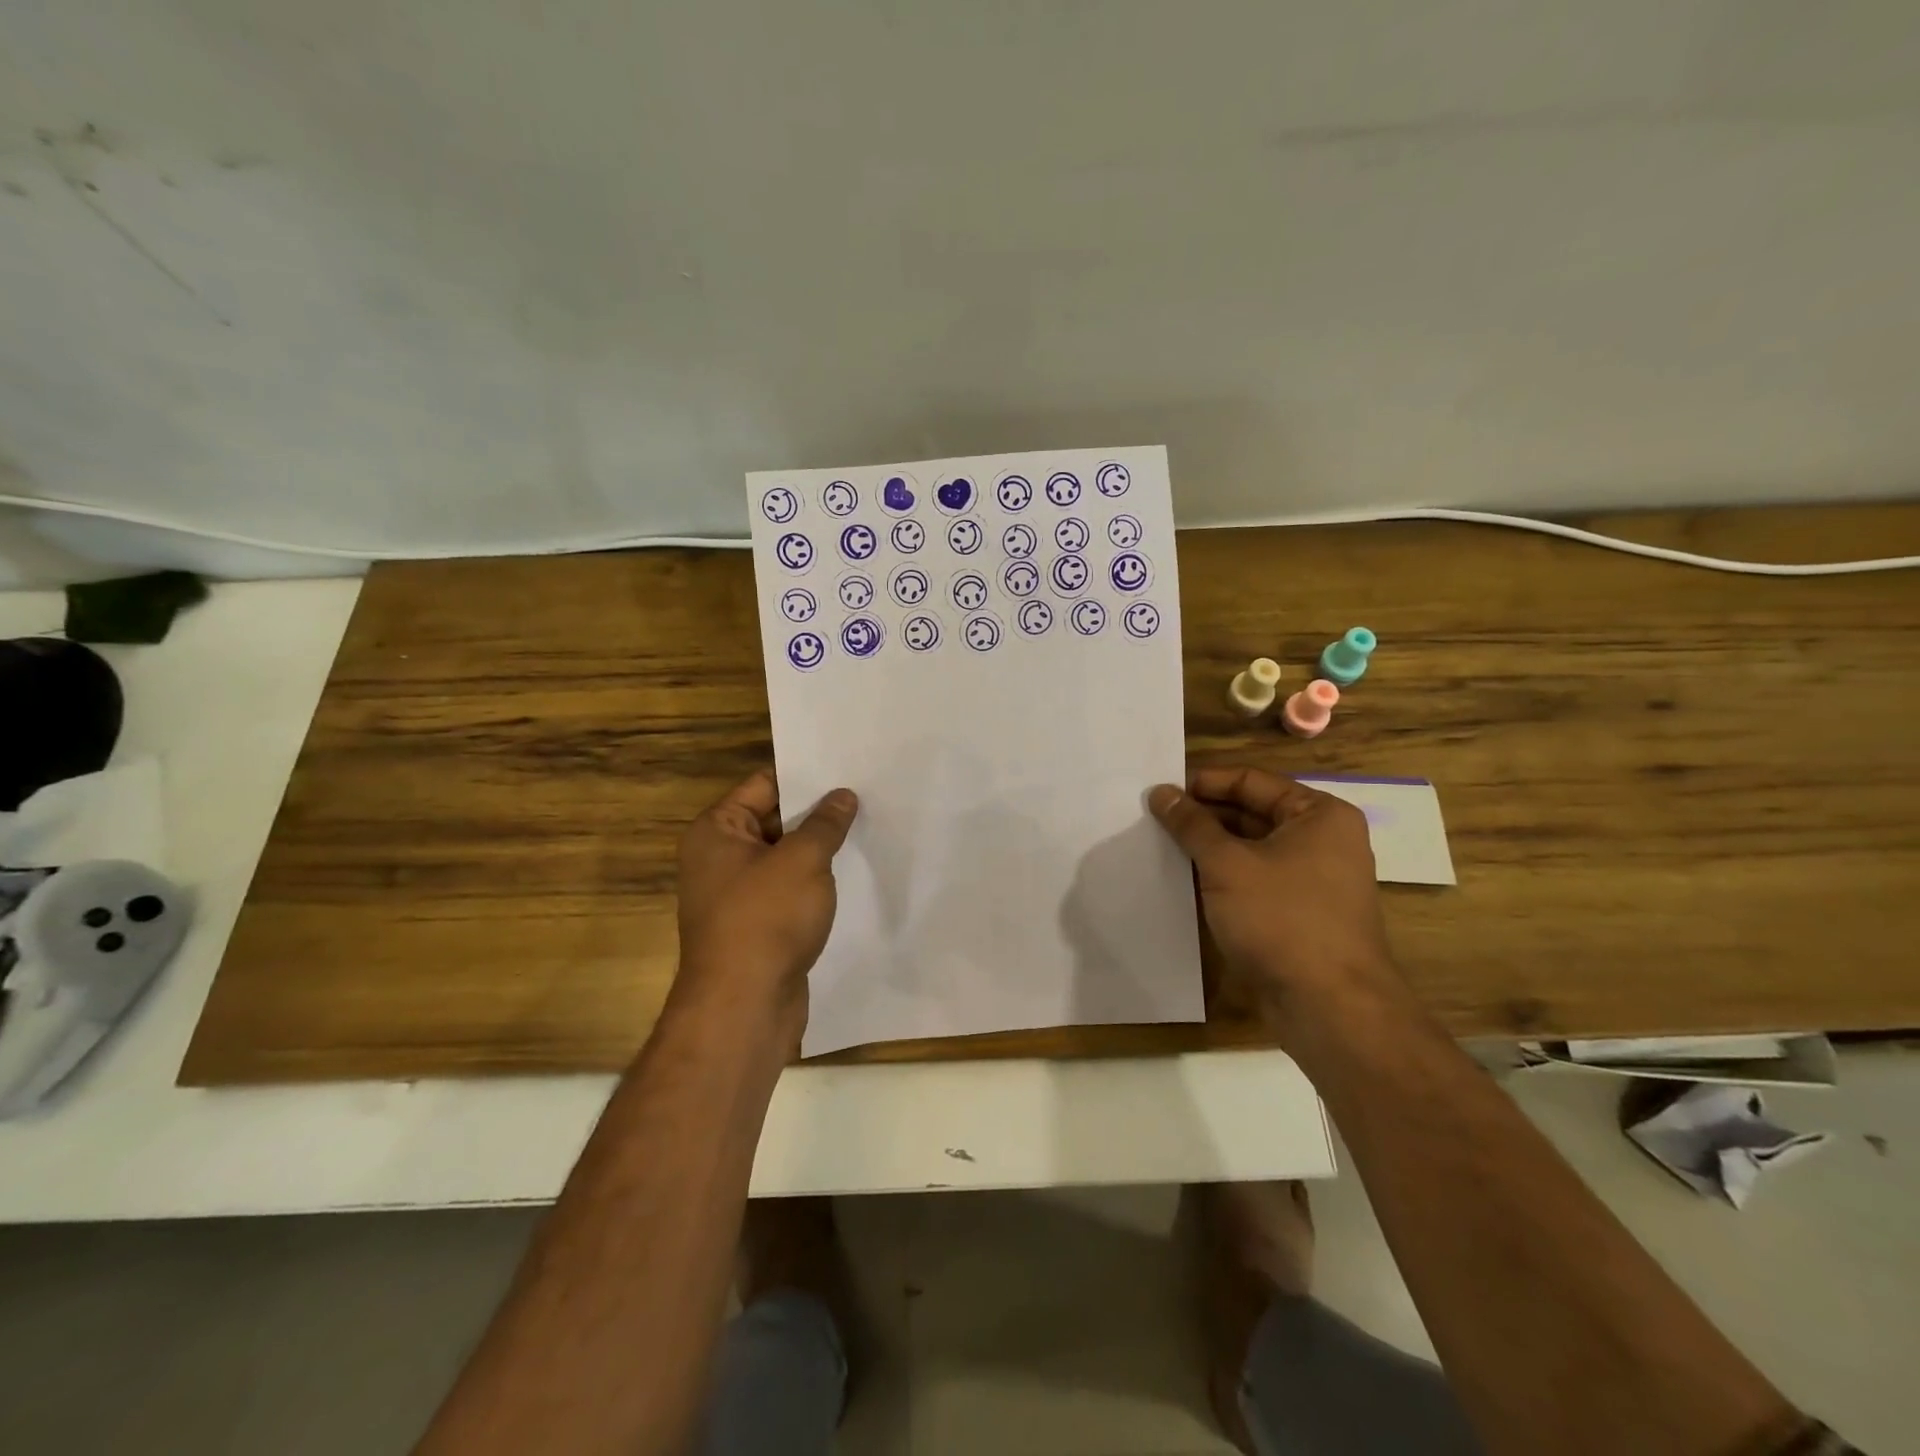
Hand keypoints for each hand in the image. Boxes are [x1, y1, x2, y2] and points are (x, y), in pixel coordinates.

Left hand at [675, 769, 858, 1041]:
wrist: (744, 1006)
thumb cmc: (766, 919)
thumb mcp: (803, 860)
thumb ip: (825, 824)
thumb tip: (843, 795)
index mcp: (717, 831)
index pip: (764, 785)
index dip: (805, 776)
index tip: (846, 768)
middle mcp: (719, 857)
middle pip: (774, 820)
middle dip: (817, 813)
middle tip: (866, 795)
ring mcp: (737, 894)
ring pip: (784, 857)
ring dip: (818, 849)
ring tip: (867, 828)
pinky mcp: (756, 925)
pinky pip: (788, 890)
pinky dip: (814, 882)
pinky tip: (851, 874)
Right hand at [1148, 767, 1398, 1023]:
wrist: (1329, 1007)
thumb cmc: (1281, 919)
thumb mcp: (1227, 864)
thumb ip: (1191, 824)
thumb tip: (1161, 792)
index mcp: (1319, 815)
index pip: (1252, 781)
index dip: (1204, 783)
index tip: (1161, 791)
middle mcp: (1323, 840)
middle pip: (1252, 812)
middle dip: (1204, 816)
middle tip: (1154, 817)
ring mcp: (1314, 879)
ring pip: (1251, 848)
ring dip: (1210, 847)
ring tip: (1162, 845)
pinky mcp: (1301, 912)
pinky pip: (1256, 879)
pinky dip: (1224, 875)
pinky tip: (1185, 879)